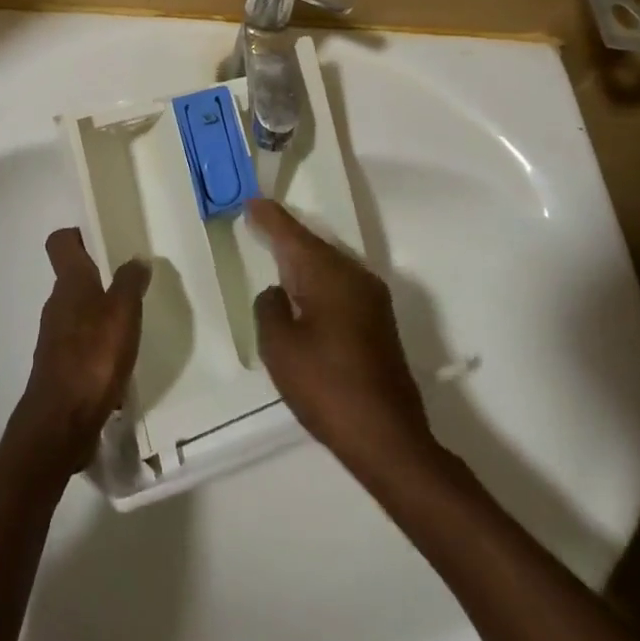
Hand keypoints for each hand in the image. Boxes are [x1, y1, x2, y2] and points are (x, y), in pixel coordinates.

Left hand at [14, 228, 150, 473]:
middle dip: (98, 276)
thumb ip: (130, 282)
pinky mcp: (59, 368)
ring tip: (131, 324)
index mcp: (70, 283)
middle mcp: (57, 304)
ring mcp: (55, 338)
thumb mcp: (122, 313)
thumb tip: (136, 258)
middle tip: (130, 282)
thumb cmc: (93, 357)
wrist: (61, 423)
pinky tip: (120, 363)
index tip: (102, 238)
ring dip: (100, 314)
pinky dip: (98, 347)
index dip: (77, 235)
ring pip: (78, 312)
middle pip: (72, 277)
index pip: (61, 242)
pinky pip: (81, 345)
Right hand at [249, 199, 432, 472]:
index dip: (269, 217)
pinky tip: (304, 292)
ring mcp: (372, 298)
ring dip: (303, 259)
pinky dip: (318, 280)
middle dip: (285, 235)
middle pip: (313, 244)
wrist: (389, 439)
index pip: (291, 234)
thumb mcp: (280, 348)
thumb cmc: (326, 388)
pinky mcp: (379, 322)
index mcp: (328, 274)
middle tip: (257, 223)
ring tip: (275, 254)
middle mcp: (354, 275)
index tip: (250, 201)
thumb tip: (278, 293)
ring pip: (329, 264)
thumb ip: (269, 308)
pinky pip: (340, 284)